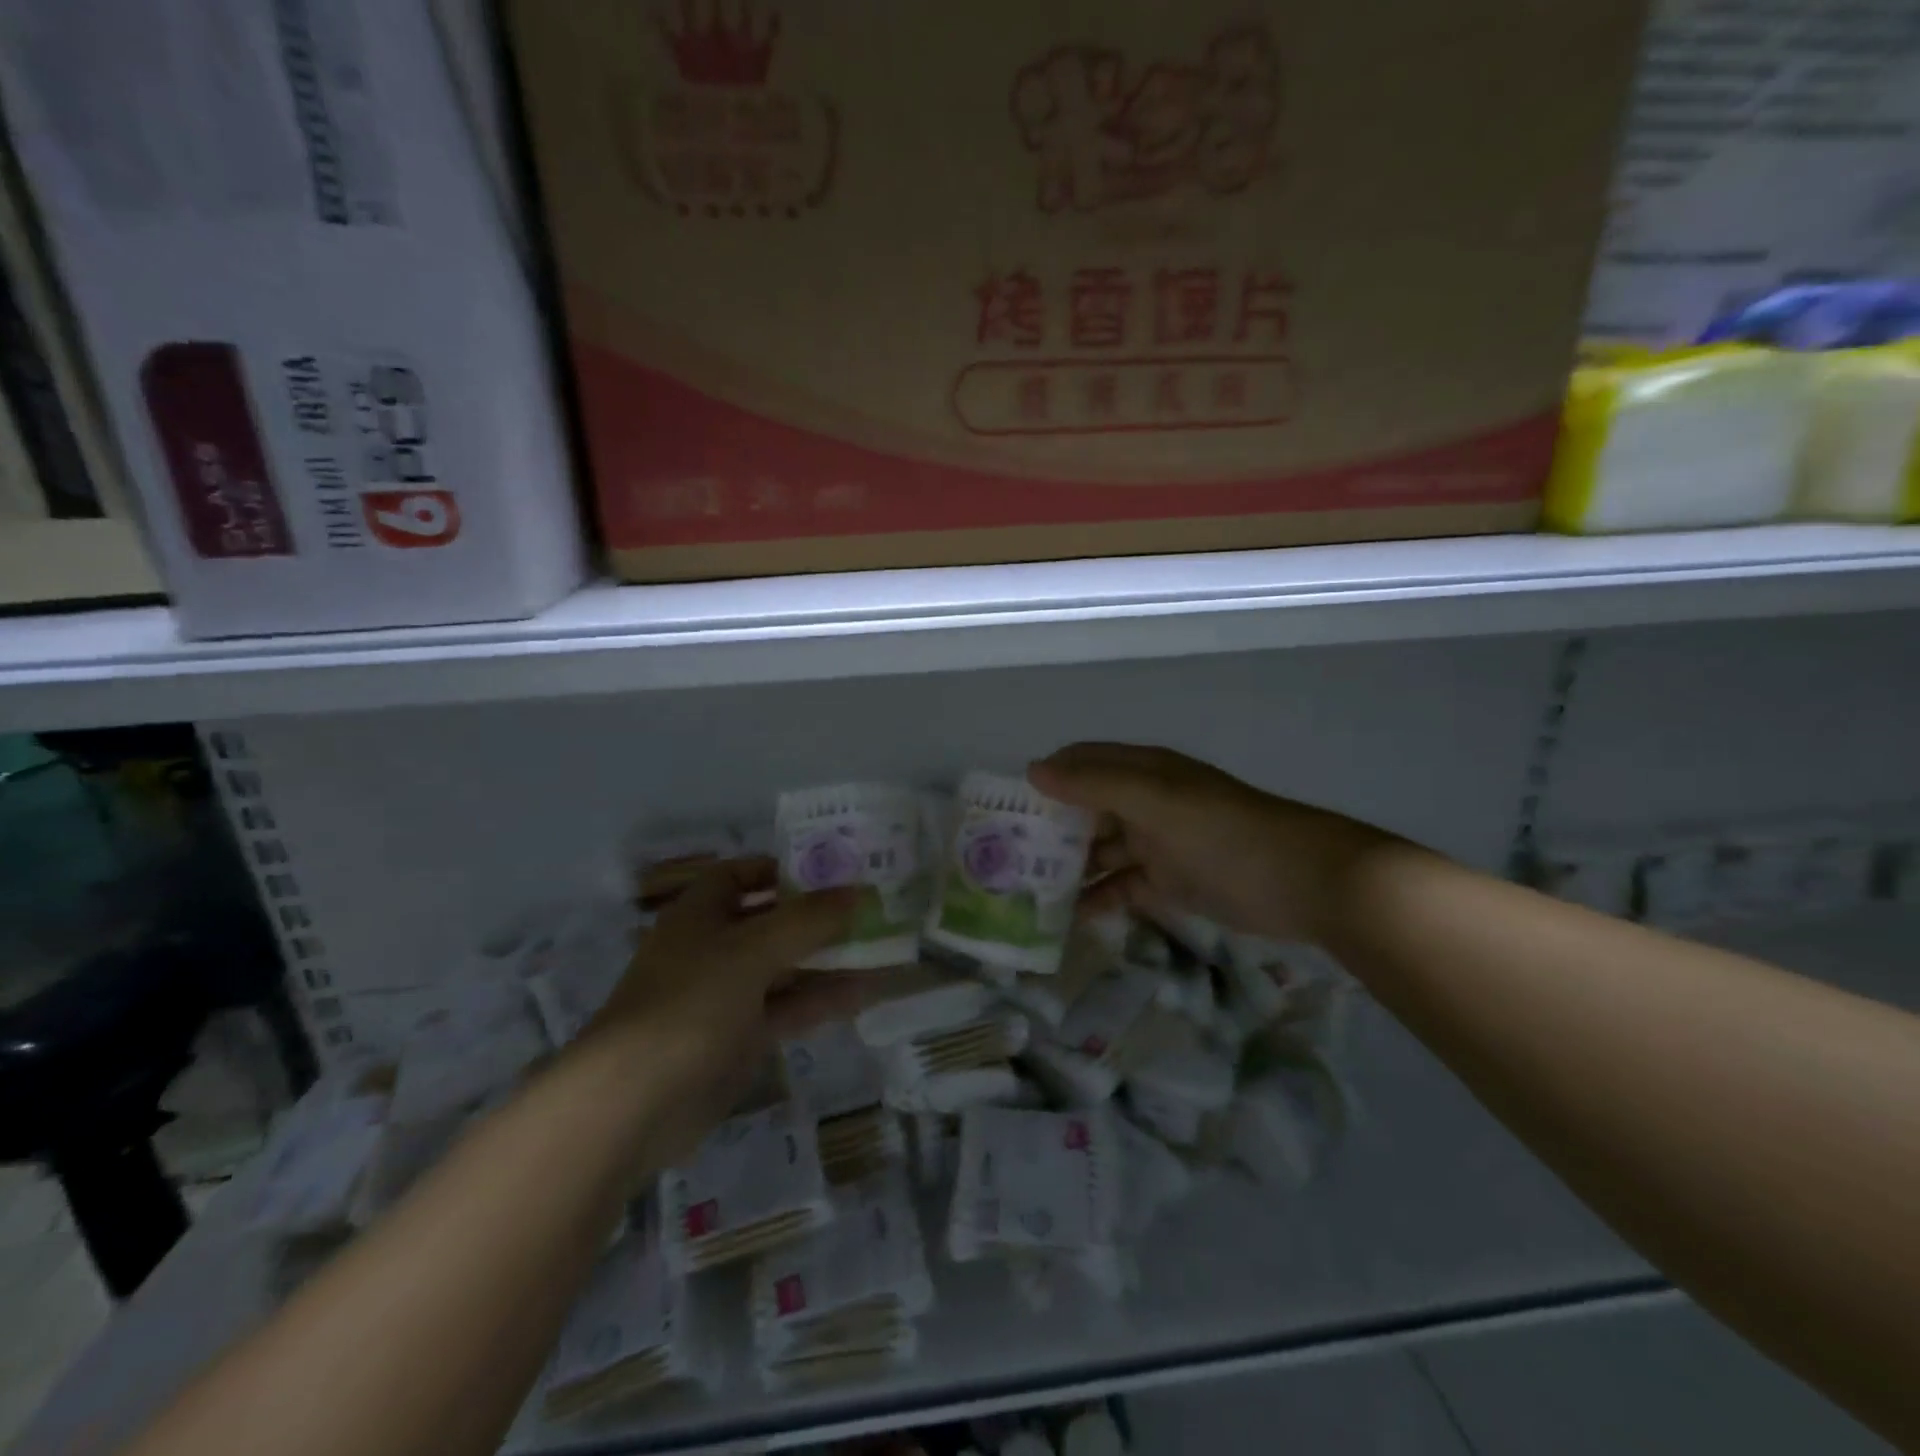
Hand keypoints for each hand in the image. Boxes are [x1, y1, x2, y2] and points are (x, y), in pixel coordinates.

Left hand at [582, 858, 865, 1162]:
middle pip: (772, 921)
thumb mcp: (753, 950)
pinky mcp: (739, 1038)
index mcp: (701, 913)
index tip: (833, 868)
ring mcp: (726, 995)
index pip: (742, 875)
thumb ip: (808, 920)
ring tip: (884, 949)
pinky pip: (788, 1008)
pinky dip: (822, 999)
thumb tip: (858, 891)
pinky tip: (867, 992)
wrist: (633, 1103)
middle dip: (818, 916)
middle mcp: (713, 947)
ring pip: (785, 967)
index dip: (783, 868)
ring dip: (829, 959)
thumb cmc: (689, 1002)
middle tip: (872, 908)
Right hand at [1029, 742, 1394, 942]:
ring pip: (1099, 852)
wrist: (1302, 881)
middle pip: (1085, 810)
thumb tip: (1033, 770)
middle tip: (1003, 859)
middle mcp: (1144, 803)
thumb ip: (1095, 785)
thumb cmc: (1223, 831)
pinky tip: (1070, 918)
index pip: (1081, 764)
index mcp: (1141, 772)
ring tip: (1025, 894)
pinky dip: (1098, 898)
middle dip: (1049, 829)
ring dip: (1068, 868)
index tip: (1004, 807)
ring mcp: (1156, 844)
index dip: (1044, 778)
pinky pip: (1122, 887)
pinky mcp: (1168, 882)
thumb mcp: (1155, 801)